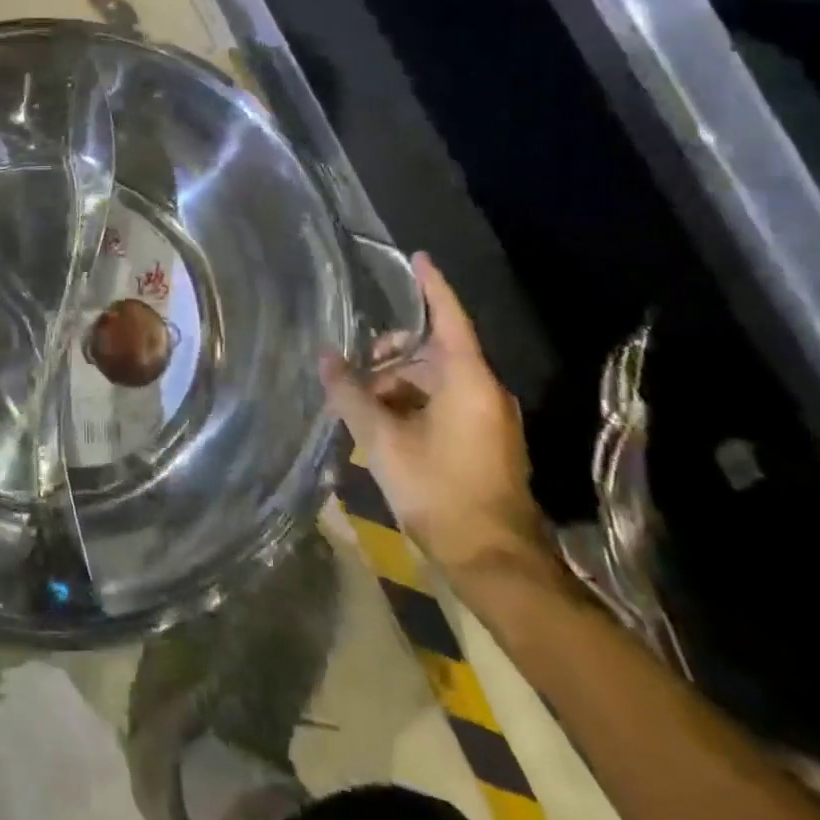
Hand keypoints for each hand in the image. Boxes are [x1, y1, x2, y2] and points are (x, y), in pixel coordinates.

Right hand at [322, 254, 553, 587]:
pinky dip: (413, 405)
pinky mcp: (487, 442)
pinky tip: (384, 427)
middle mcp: (486, 392)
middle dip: (392, 356)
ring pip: (436, 382)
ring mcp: (490, 419)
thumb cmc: (439, 490)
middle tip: (355, 374)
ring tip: (362, 408)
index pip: (449, 317)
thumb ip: (351, 394)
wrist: (494, 561)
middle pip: (434, 353)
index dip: (432, 286)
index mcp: (468, 381)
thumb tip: (325, 357)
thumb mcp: (383, 439)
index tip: (417, 258)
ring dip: (398, 386)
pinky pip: (445, 405)